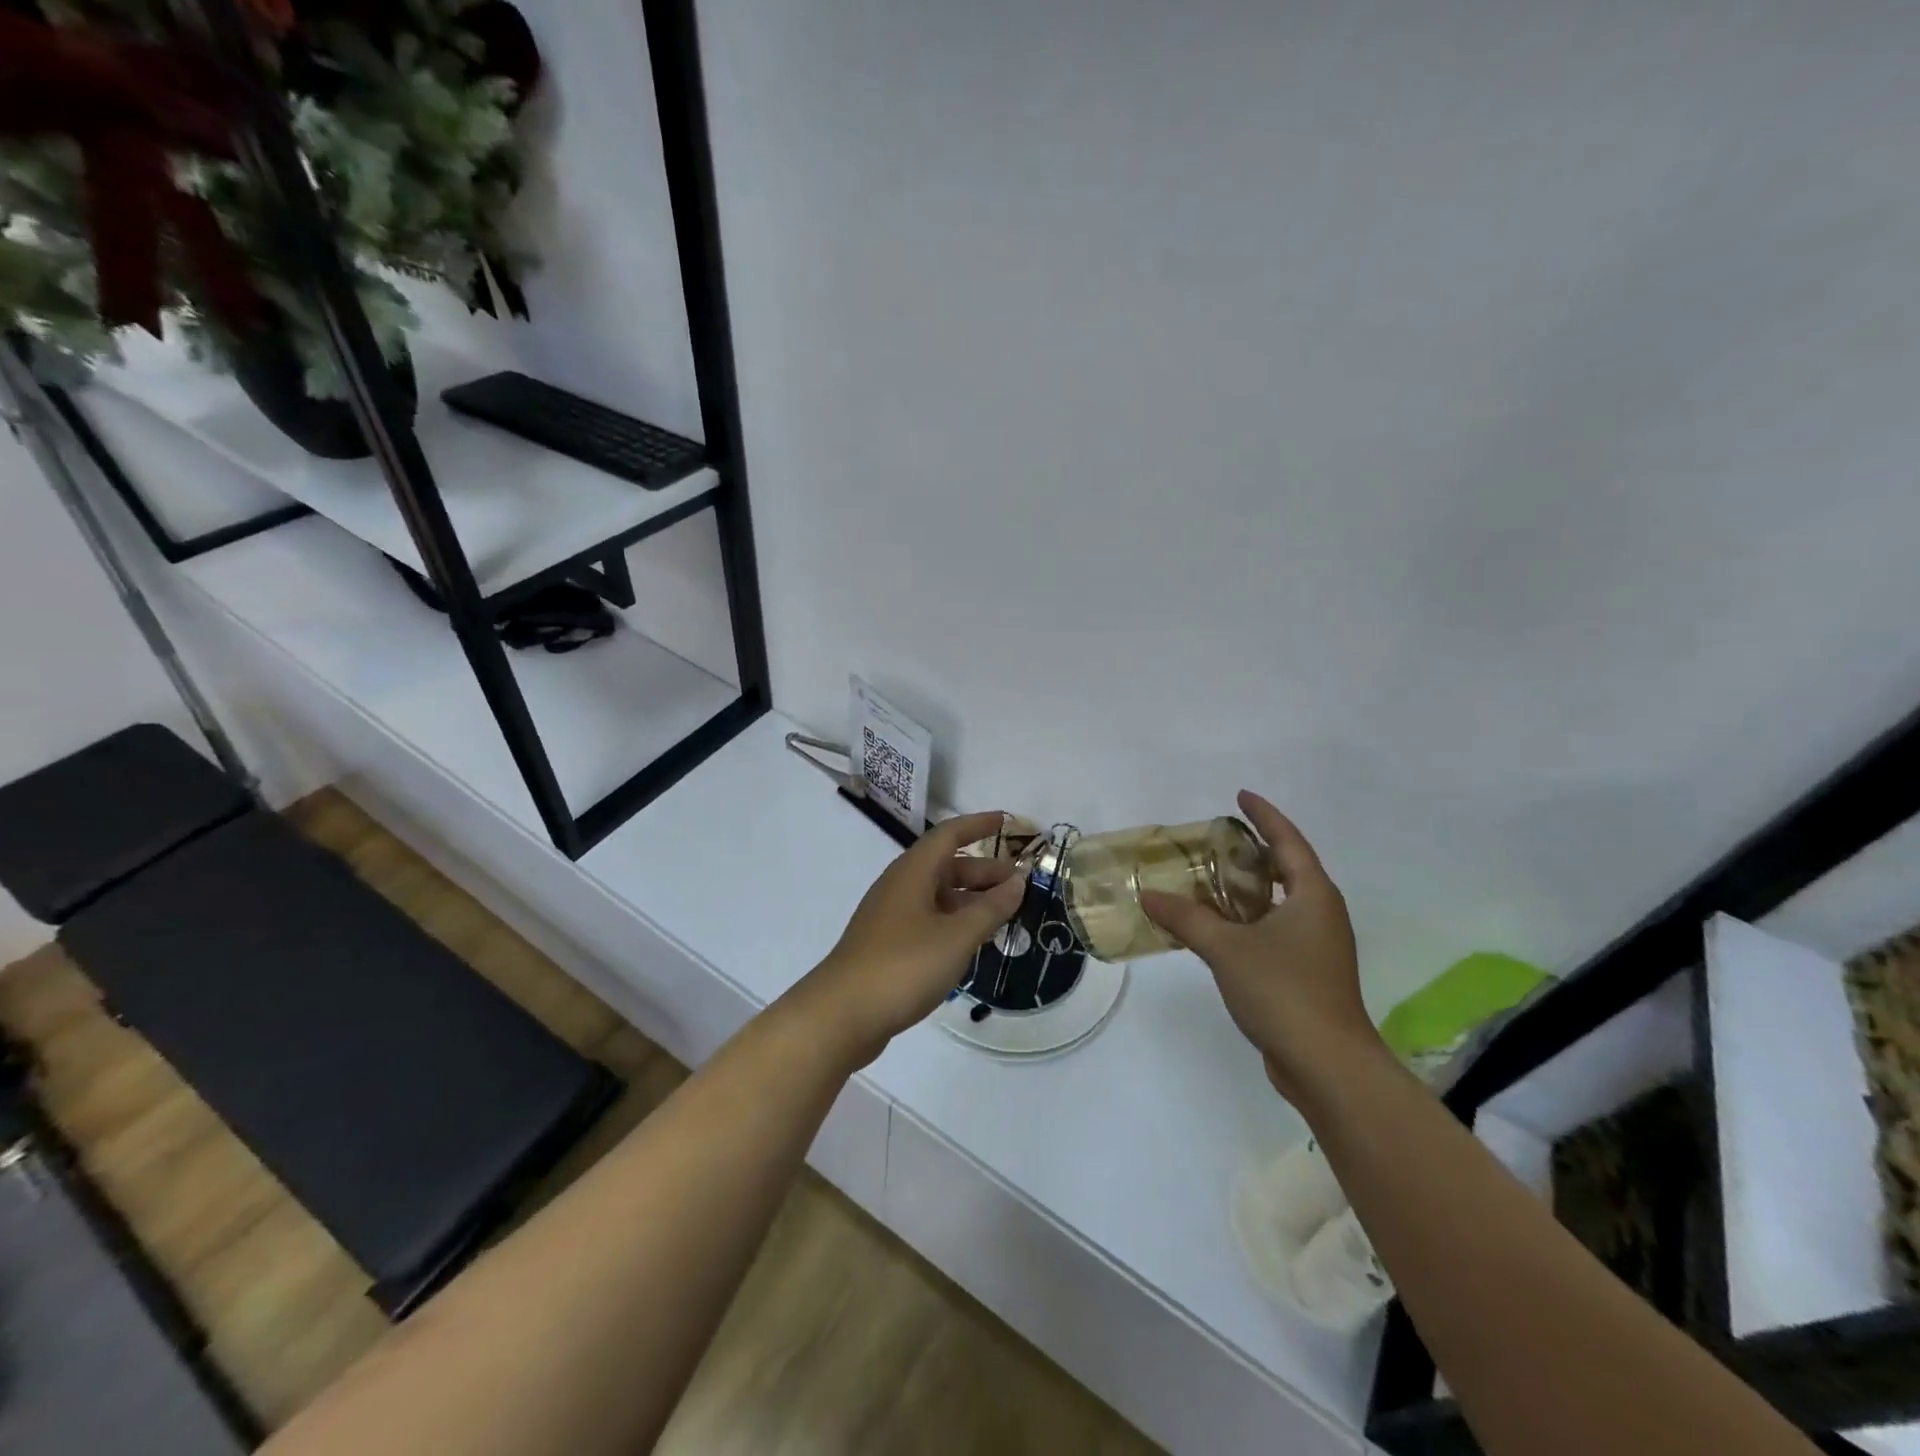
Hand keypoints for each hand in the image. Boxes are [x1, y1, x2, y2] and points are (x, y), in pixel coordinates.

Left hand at [793, 811, 1026, 1067]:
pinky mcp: (887, 945)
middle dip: (983, 870)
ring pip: (938, 896)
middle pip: (946, 866)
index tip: (1007, 821)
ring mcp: (890, 917)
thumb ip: (991, 908)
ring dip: (971, 899)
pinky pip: (928, 920)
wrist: (841, 1015)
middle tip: (1019, 884)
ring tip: (1003, 914)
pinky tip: (972, 942)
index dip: (978, 825)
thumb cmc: (903, 966)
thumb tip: (1018, 882)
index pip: (949, 835)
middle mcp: (899, 886)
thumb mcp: (956, 936)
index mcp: (912, 872)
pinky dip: (954, 922)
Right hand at [1141, 791, 1382, 1102]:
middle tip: (1217, 839)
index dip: (1264, 815)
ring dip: (1250, 889)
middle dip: (1255, 851)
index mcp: (1313, 895)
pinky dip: (1249, 920)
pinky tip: (1218, 929)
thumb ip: (1187, 917)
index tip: (1241, 795)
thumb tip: (1150, 894)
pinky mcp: (1309, 974)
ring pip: (1281, 903)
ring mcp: (1318, 946)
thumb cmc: (1283, 990)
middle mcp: (1322, 914)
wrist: (1326, 1064)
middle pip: (1288, 869)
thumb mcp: (1226, 948)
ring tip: (1211, 879)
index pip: (1287, 841)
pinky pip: (1275, 931)